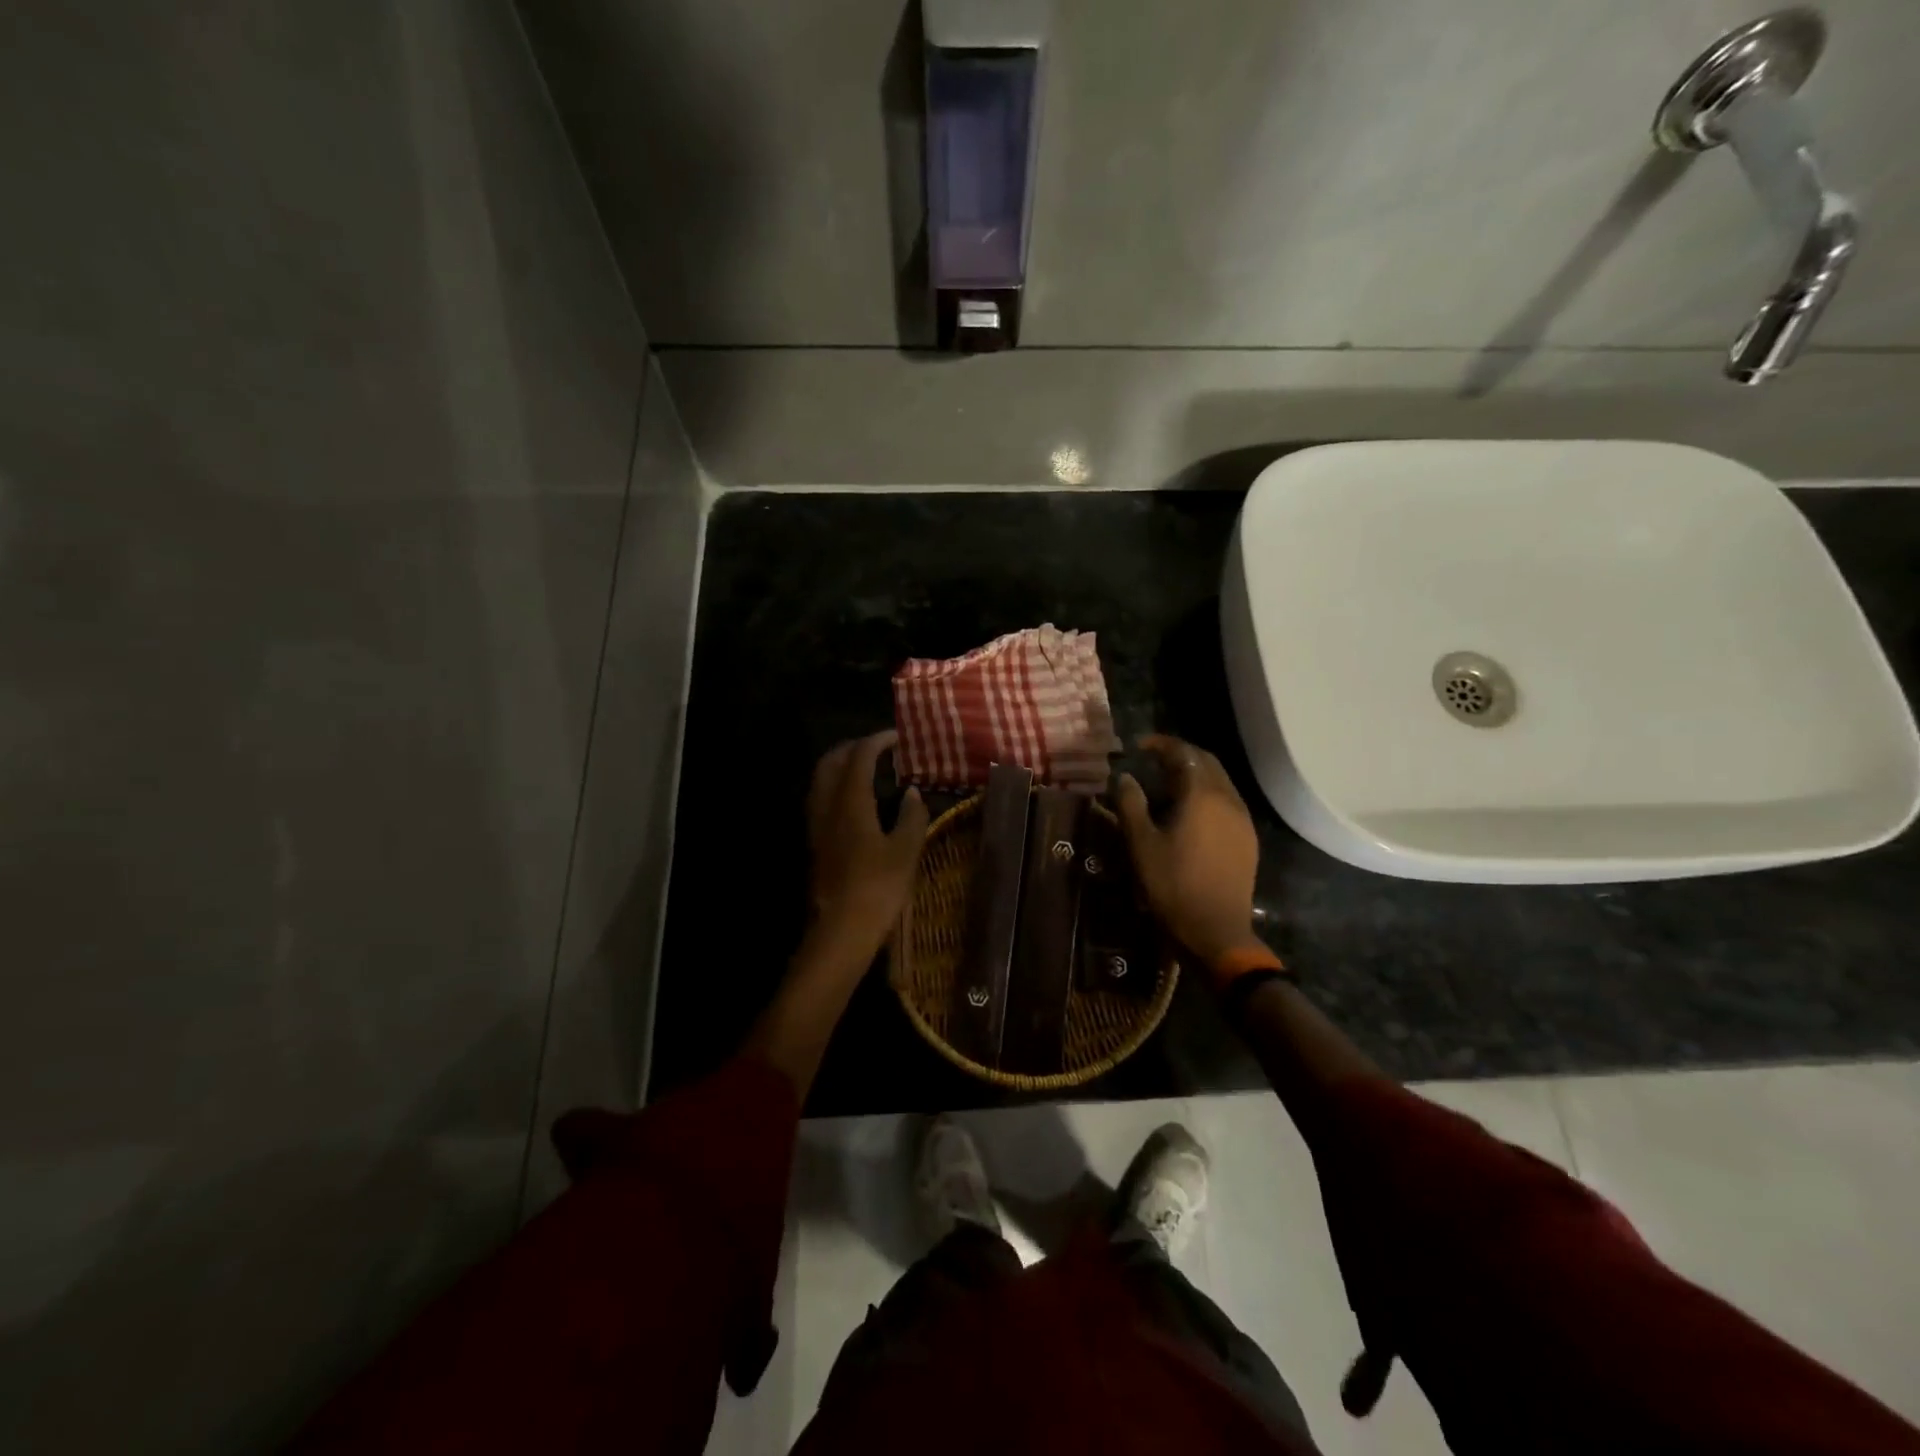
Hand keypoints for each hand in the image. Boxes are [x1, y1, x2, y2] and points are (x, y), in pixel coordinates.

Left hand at [801, 730, 930, 973]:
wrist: (840, 930)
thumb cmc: (878, 888)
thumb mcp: (906, 851)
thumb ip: (912, 816)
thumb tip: (913, 793)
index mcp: (850, 802)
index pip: (860, 756)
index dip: (878, 741)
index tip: (898, 737)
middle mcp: (827, 806)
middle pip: (832, 762)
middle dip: (854, 748)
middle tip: (879, 748)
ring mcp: (817, 825)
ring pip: (822, 780)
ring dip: (842, 766)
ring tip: (867, 769)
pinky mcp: (815, 842)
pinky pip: (821, 799)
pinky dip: (837, 786)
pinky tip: (856, 801)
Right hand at [1114, 734, 1264, 969]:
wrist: (1217, 932)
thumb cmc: (1172, 885)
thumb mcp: (1141, 844)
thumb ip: (1131, 804)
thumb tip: (1125, 778)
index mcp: (1202, 795)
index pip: (1184, 753)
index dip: (1161, 744)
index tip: (1139, 746)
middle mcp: (1228, 799)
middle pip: (1207, 762)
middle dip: (1181, 755)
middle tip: (1154, 760)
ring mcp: (1243, 820)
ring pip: (1220, 781)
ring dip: (1195, 774)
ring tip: (1167, 784)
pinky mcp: (1247, 839)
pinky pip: (1227, 802)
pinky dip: (1207, 794)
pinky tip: (1190, 812)